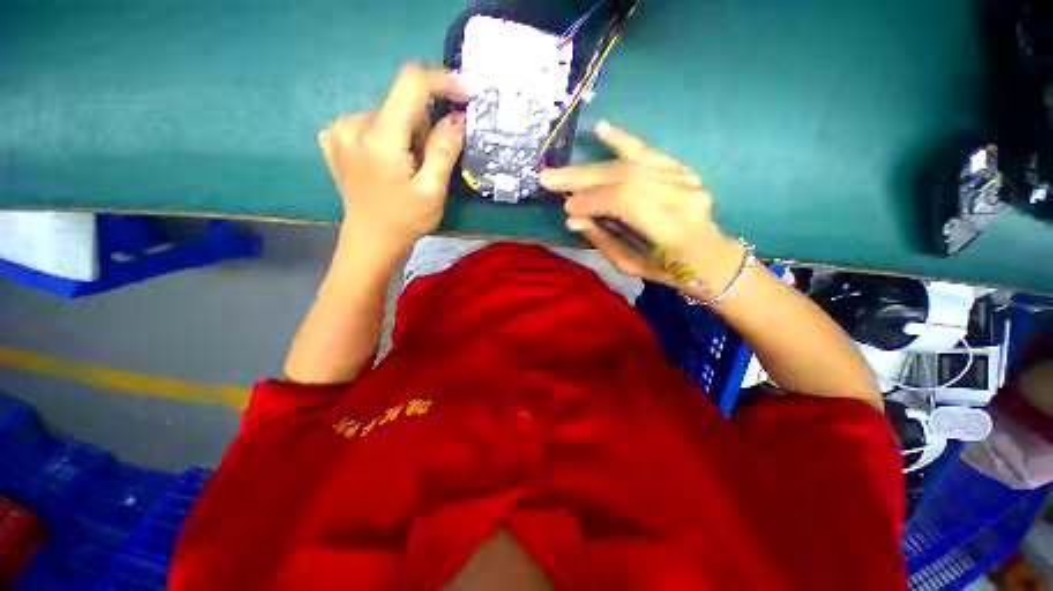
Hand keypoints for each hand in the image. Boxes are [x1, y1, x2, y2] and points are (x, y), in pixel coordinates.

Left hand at [318, 63, 468, 256]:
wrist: (370, 241)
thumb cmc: (405, 220)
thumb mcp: (432, 191)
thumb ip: (444, 151)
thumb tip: (456, 118)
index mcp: (380, 136)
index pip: (412, 83)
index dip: (442, 82)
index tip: (463, 96)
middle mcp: (353, 123)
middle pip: (401, 103)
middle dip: (424, 125)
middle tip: (430, 161)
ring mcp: (339, 131)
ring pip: (388, 114)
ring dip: (407, 134)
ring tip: (409, 168)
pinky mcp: (335, 139)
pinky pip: (371, 124)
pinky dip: (388, 137)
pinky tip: (387, 163)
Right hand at [539, 121, 745, 297]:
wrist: (710, 257)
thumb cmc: (670, 271)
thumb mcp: (632, 265)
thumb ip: (603, 240)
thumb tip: (572, 219)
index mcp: (673, 227)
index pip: (624, 201)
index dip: (591, 200)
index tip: (566, 207)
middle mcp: (681, 194)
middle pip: (624, 177)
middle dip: (582, 179)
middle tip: (548, 179)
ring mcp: (684, 177)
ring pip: (628, 165)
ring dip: (590, 168)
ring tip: (560, 170)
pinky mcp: (680, 169)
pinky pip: (647, 151)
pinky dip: (622, 140)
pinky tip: (601, 128)